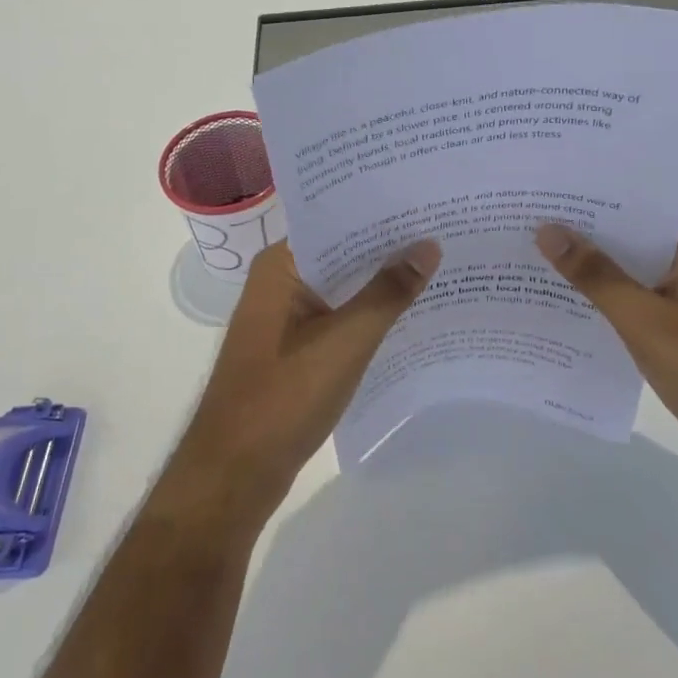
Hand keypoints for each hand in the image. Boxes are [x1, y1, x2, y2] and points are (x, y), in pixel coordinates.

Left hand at [150, 239, 440, 536]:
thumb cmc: (283, 398)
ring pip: (342, 287)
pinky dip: (368, 313)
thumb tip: (429, 244)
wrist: (233, 476)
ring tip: (439, 265)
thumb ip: (388, 292)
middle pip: (341, 252)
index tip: (426, 201)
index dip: (380, 212)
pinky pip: (338, 316)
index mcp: (280, 265)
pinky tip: (409, 313)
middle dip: (388, 247)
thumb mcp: (346, 341)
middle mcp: (279, 281)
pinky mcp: (294, 349)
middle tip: (445, 230)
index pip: (335, 219)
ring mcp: (285, 317)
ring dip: (380, 282)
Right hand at [536, 210, 677, 490]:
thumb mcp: (646, 321)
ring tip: (531, 248)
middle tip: (526, 217)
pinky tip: (559, 294)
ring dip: (590, 263)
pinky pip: (633, 295)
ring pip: (629, 265)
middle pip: (632, 232)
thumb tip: (547, 230)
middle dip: (584, 229)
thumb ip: (596, 275)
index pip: (640, 202)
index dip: (593, 195)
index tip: (546, 189)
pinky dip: (603, 294)